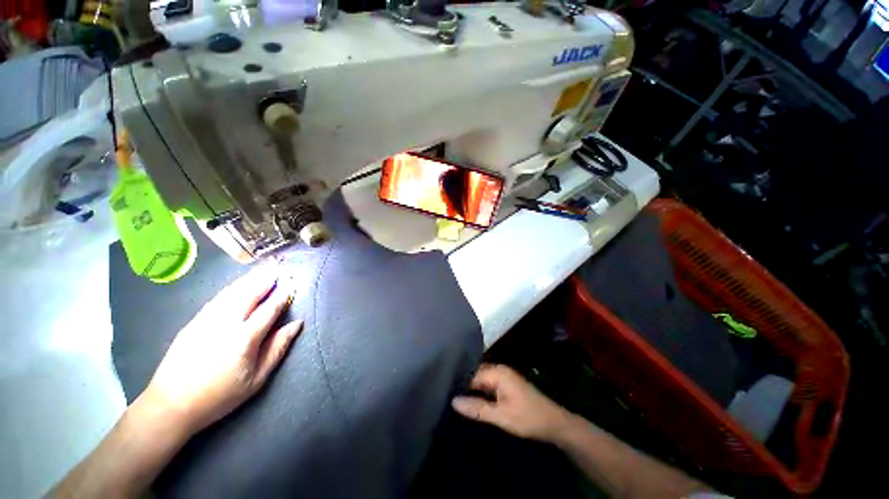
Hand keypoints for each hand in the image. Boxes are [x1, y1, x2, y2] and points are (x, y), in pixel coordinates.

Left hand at [137, 263, 302, 434]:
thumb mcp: (257, 379)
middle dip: (267, 279)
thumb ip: (278, 348)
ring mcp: (206, 320)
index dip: (283, 294)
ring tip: (264, 270)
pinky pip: (217, 298)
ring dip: (250, 279)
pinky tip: (239, 284)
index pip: (269, 308)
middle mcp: (226, 323)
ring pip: (232, 293)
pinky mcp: (194, 321)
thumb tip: (296, 324)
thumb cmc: (220, 395)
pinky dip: (232, 288)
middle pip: (250, 294)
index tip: (293, 282)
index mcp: (244, 338)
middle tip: (280, 267)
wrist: (171, 405)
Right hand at [451, 364, 572, 442]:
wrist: (555, 424)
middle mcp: (499, 369)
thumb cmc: (528, 418)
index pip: (471, 374)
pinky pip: (487, 384)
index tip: (444, 393)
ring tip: (454, 399)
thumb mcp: (501, 416)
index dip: (459, 384)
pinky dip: (479, 392)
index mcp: (498, 372)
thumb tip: (453, 401)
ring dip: (471, 389)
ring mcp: (503, 376)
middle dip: (463, 385)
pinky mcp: (506, 384)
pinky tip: (471, 401)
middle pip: (475, 374)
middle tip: (446, 397)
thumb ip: (477, 409)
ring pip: (481, 380)